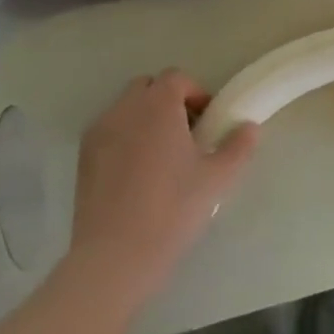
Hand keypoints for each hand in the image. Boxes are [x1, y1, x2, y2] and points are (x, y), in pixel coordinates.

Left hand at [68, 69, 258, 305]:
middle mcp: (125, 109)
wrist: (116, 255)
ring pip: (126, 109)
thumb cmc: (173, 209)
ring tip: (162, 157)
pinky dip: (125, 138)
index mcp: (158, 105)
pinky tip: (138, 174)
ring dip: (145, 119)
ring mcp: (99, 131)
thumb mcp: (217, 179)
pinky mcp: (83, 156)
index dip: (196, 93)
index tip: (208, 122)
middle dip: (168, 101)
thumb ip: (238, 147)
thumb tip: (250, 127)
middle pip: (148, 87)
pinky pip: (109, 132)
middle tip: (187, 135)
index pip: (177, 78)